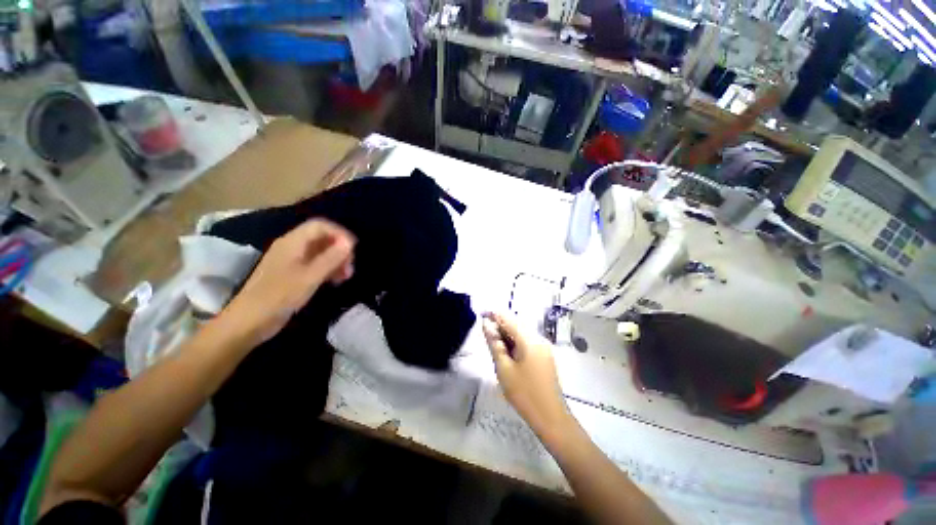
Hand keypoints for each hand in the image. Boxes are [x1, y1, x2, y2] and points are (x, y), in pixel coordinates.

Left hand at [221, 219, 355, 344]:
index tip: (353, 250)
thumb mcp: (310, 277)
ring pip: (320, 252)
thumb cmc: (279, 297)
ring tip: (345, 277)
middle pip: (322, 238)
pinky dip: (327, 270)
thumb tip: (349, 242)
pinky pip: (314, 264)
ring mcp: (291, 261)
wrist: (247, 323)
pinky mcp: (291, 275)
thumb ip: (331, 258)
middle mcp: (291, 247)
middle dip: (339, 250)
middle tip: (349, 269)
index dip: (339, 234)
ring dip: (336, 261)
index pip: (320, 226)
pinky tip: (334, 281)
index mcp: (292, 243)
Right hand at [482, 313, 571, 439]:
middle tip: (485, 337)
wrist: (550, 417)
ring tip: (494, 346)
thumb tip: (486, 324)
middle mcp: (538, 338)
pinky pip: (526, 341)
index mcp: (529, 339)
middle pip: (515, 324)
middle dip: (499, 326)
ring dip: (506, 335)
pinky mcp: (544, 355)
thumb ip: (494, 343)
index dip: (493, 315)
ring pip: (520, 333)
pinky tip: (506, 353)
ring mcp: (543, 346)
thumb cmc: (524, 393)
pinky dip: (514, 343)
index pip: (508, 318)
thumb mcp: (504, 368)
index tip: (480, 316)